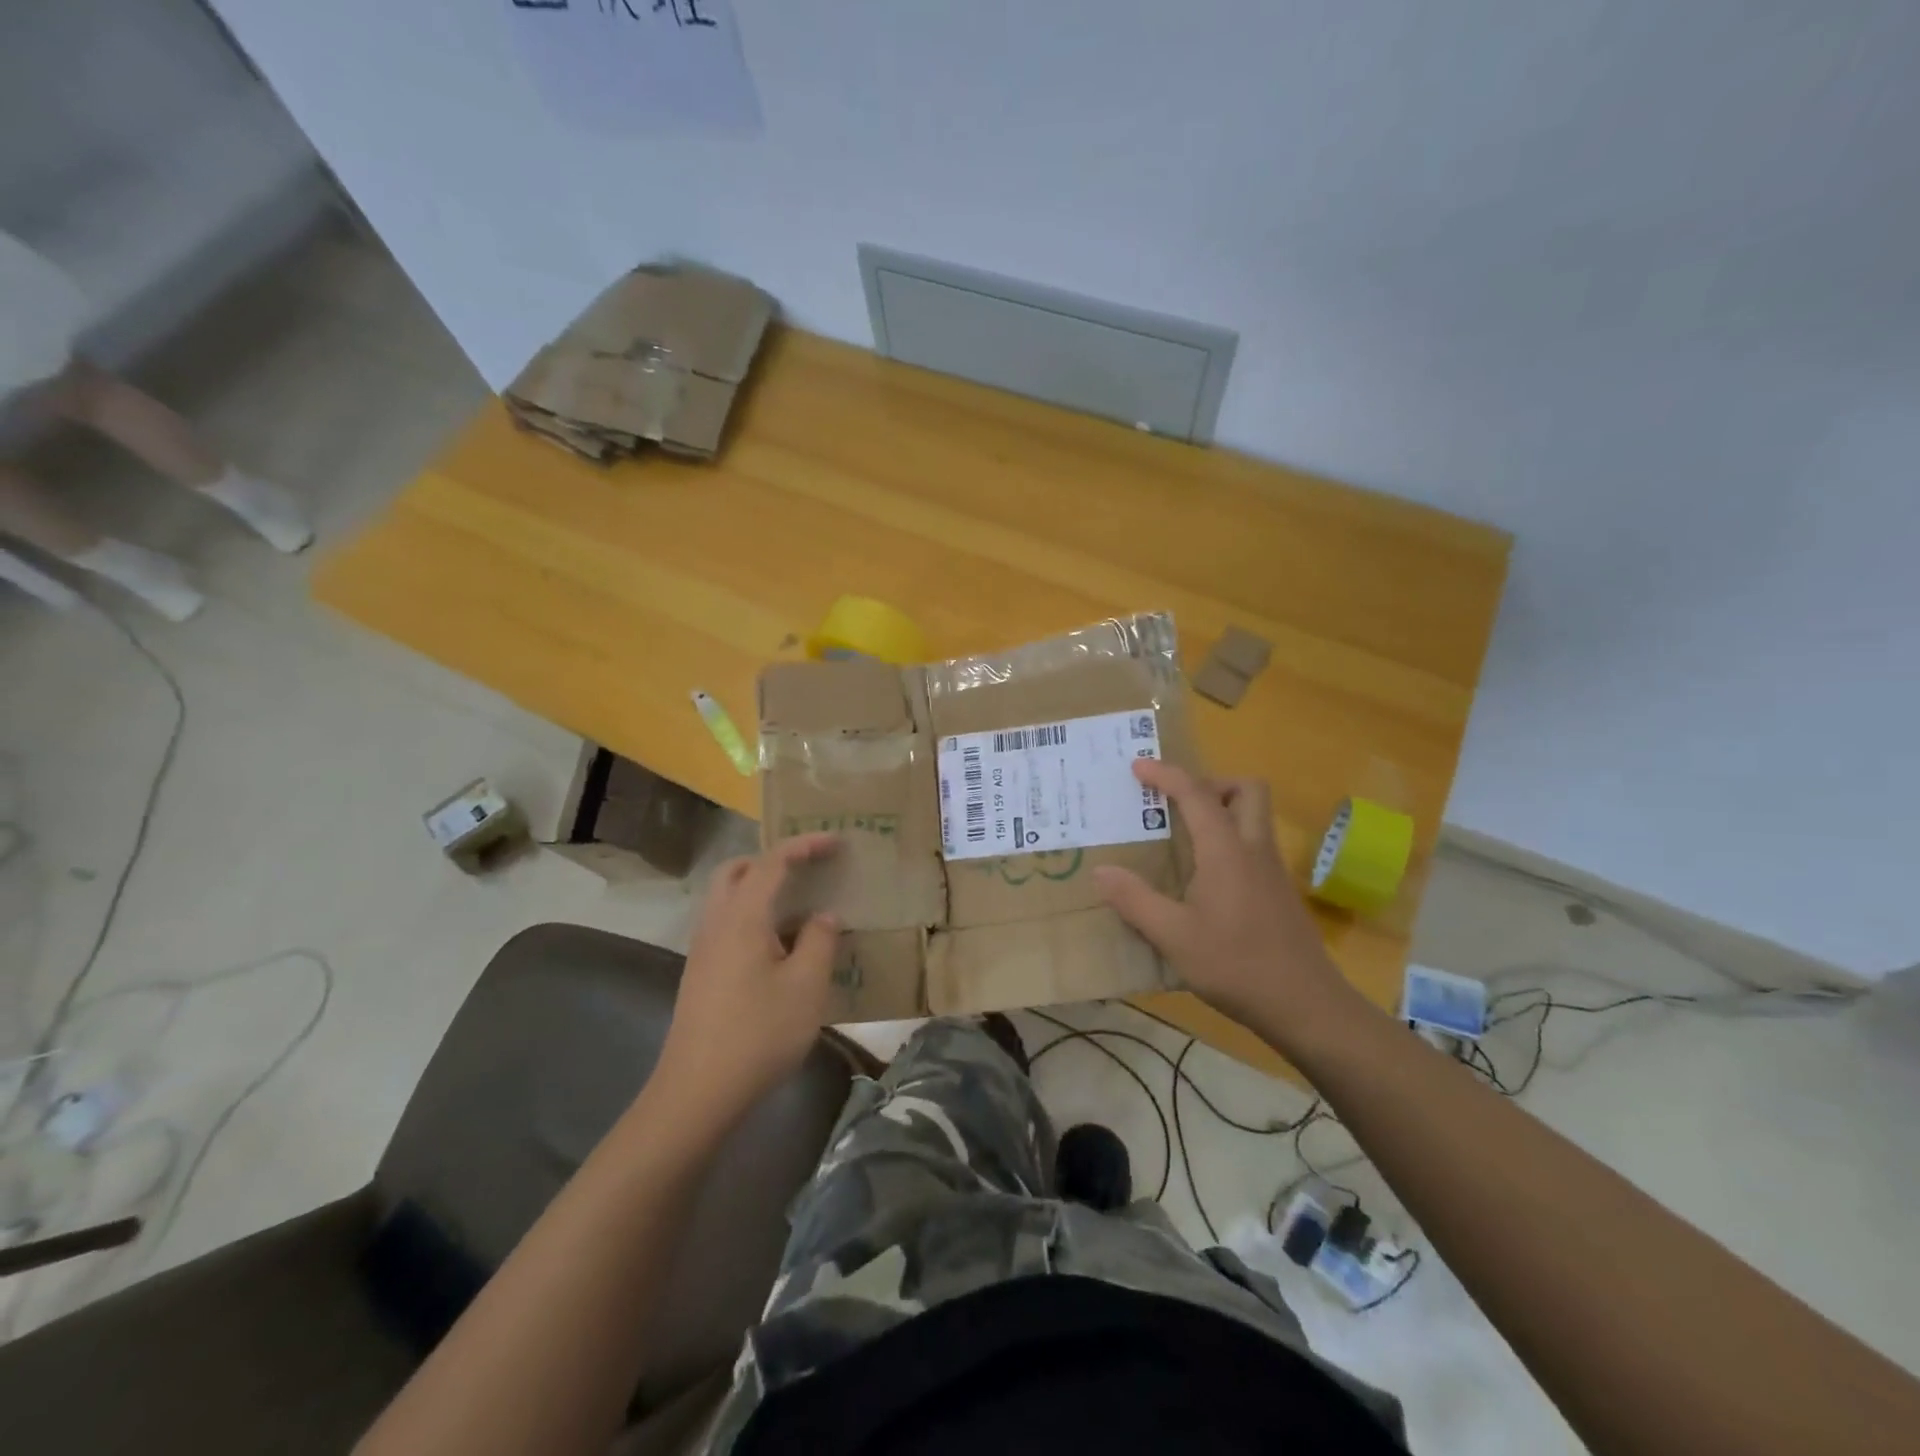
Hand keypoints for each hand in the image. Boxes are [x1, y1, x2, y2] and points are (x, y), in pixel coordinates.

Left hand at [654, 834, 841, 1128]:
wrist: (697, 1092)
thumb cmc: (759, 1033)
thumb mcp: (806, 987)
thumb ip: (820, 941)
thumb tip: (823, 916)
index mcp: (743, 917)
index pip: (772, 862)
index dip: (805, 845)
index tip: (836, 842)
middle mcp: (716, 923)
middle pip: (737, 870)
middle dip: (773, 860)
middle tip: (808, 870)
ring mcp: (703, 949)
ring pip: (727, 898)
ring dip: (760, 888)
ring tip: (799, 906)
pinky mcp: (700, 973)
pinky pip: (727, 924)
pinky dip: (753, 916)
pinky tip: (779, 946)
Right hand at [1093, 761, 1356, 1050]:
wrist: (1306, 1005)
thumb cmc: (1236, 965)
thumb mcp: (1174, 937)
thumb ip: (1135, 901)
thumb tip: (1101, 872)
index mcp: (1226, 851)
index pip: (1196, 794)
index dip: (1167, 774)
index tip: (1138, 766)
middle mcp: (1254, 850)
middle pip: (1247, 790)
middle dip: (1211, 783)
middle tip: (1177, 802)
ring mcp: (1272, 871)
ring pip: (1255, 817)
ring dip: (1222, 809)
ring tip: (1184, 834)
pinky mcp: (1279, 893)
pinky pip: (1254, 845)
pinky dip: (1229, 840)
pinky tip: (1205, 877)